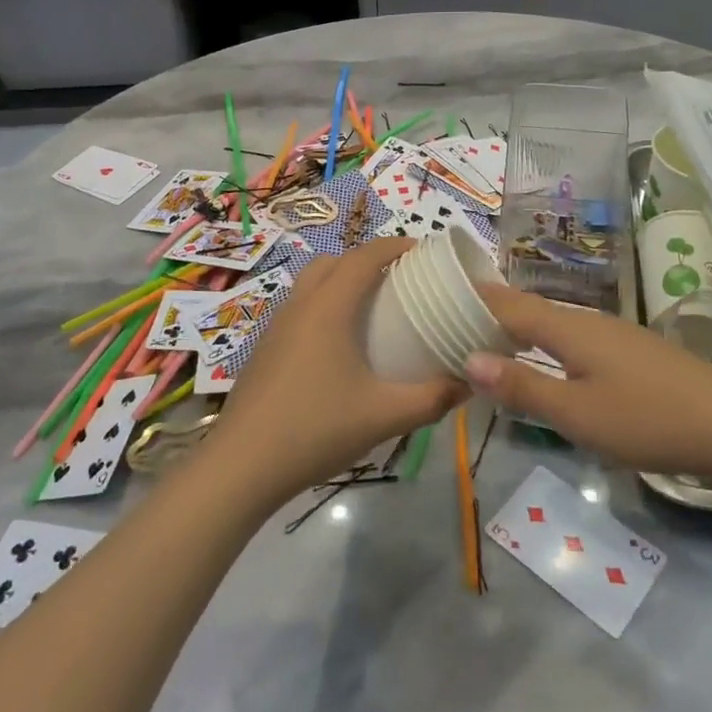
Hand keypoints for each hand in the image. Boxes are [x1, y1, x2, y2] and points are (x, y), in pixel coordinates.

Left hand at [210, 241, 467, 503]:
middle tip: (400, 280)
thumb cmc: (316, 429)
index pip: (364, 257)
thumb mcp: (384, 416)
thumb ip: (432, 398)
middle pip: (335, 261)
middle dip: (368, 260)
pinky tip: (339, 346)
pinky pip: (299, 308)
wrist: (242, 465)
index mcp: (328, 308)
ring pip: (312, 283)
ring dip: (342, 281)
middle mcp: (300, 305)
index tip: (424, 251)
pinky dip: (323, 306)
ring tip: (372, 309)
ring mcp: (276, 326)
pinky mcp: (265, 348)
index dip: (395, 246)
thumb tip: (469, 382)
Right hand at [464, 284, 711, 493]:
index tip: (437, 296)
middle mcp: (588, 321)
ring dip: (518, 331)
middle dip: (490, 315)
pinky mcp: (631, 355)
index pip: (508, 304)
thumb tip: (468, 358)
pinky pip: (573, 340)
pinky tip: (543, 365)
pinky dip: (545, 346)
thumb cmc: (650, 420)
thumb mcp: (579, 414)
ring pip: (552, 325)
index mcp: (570, 327)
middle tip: (450, 325)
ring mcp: (614, 336)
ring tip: (485, 344)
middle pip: (529, 310)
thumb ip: (524, 387)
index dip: (474, 300)